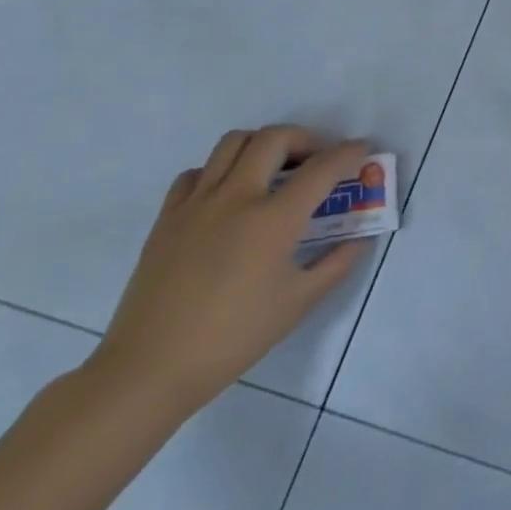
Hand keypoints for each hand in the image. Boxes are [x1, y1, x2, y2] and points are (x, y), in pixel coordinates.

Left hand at [87, 127, 376, 419]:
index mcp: (273, 220)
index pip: (322, 168)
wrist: (148, 371)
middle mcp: (236, 198)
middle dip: (306, 138)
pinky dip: (219, 171)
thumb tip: (360, 239)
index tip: (362, 150)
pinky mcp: (167, 218)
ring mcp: (197, 204)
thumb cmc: (232, 339)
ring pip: (232, 143)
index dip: (349, 153)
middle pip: (275, 138)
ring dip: (262, 145)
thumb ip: (336, 264)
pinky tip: (228, 195)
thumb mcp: (298, 304)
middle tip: (318, 159)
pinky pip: (196, 173)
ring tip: (274, 169)